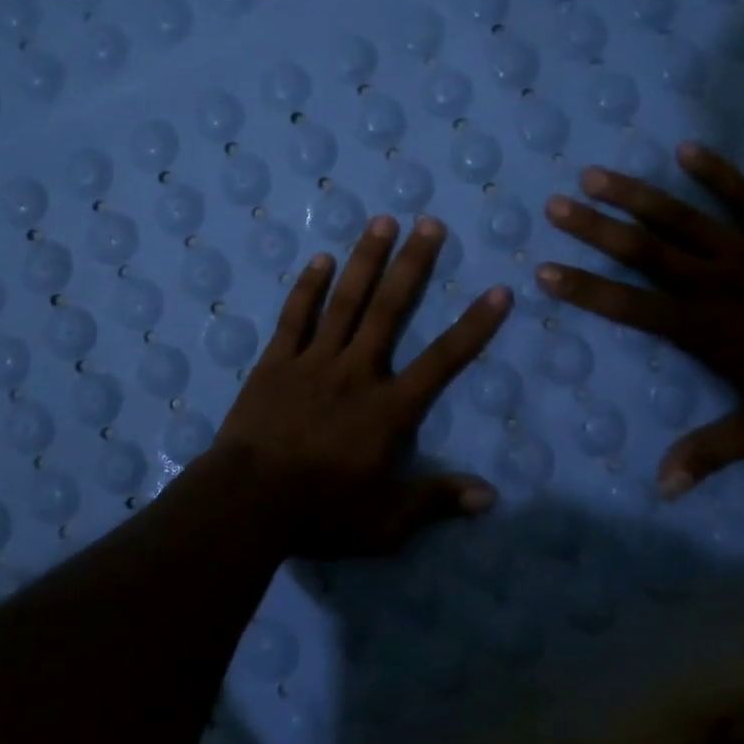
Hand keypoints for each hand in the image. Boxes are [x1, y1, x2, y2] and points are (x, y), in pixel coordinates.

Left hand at [215, 213, 512, 557]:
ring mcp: (313, 362)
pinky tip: (321, 259)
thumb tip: (490, 497)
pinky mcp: (275, 363)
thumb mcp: (386, 522)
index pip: (443, 360)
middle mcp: (357, 372)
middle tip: (429, 223)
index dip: (474, 326)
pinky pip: (295, 318)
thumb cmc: (320, 513)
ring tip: (382, 221)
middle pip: (390, 310)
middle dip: (413, 265)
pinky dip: (309, 287)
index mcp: (389, 409)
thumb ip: (436, 502)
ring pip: (345, 302)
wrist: (245, 504)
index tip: (498, 291)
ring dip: (365, 260)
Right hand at [537, 143, 743, 496]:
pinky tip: (685, 148)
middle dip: (594, 229)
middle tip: (556, 206)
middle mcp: (712, 282)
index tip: (544, 270)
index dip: (583, 288)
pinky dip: (714, 171)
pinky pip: (741, 196)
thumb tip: (662, 490)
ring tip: (596, 174)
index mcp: (702, 327)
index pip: (628, 305)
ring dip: (635, 195)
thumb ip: (709, 453)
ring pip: (679, 218)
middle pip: (642, 250)